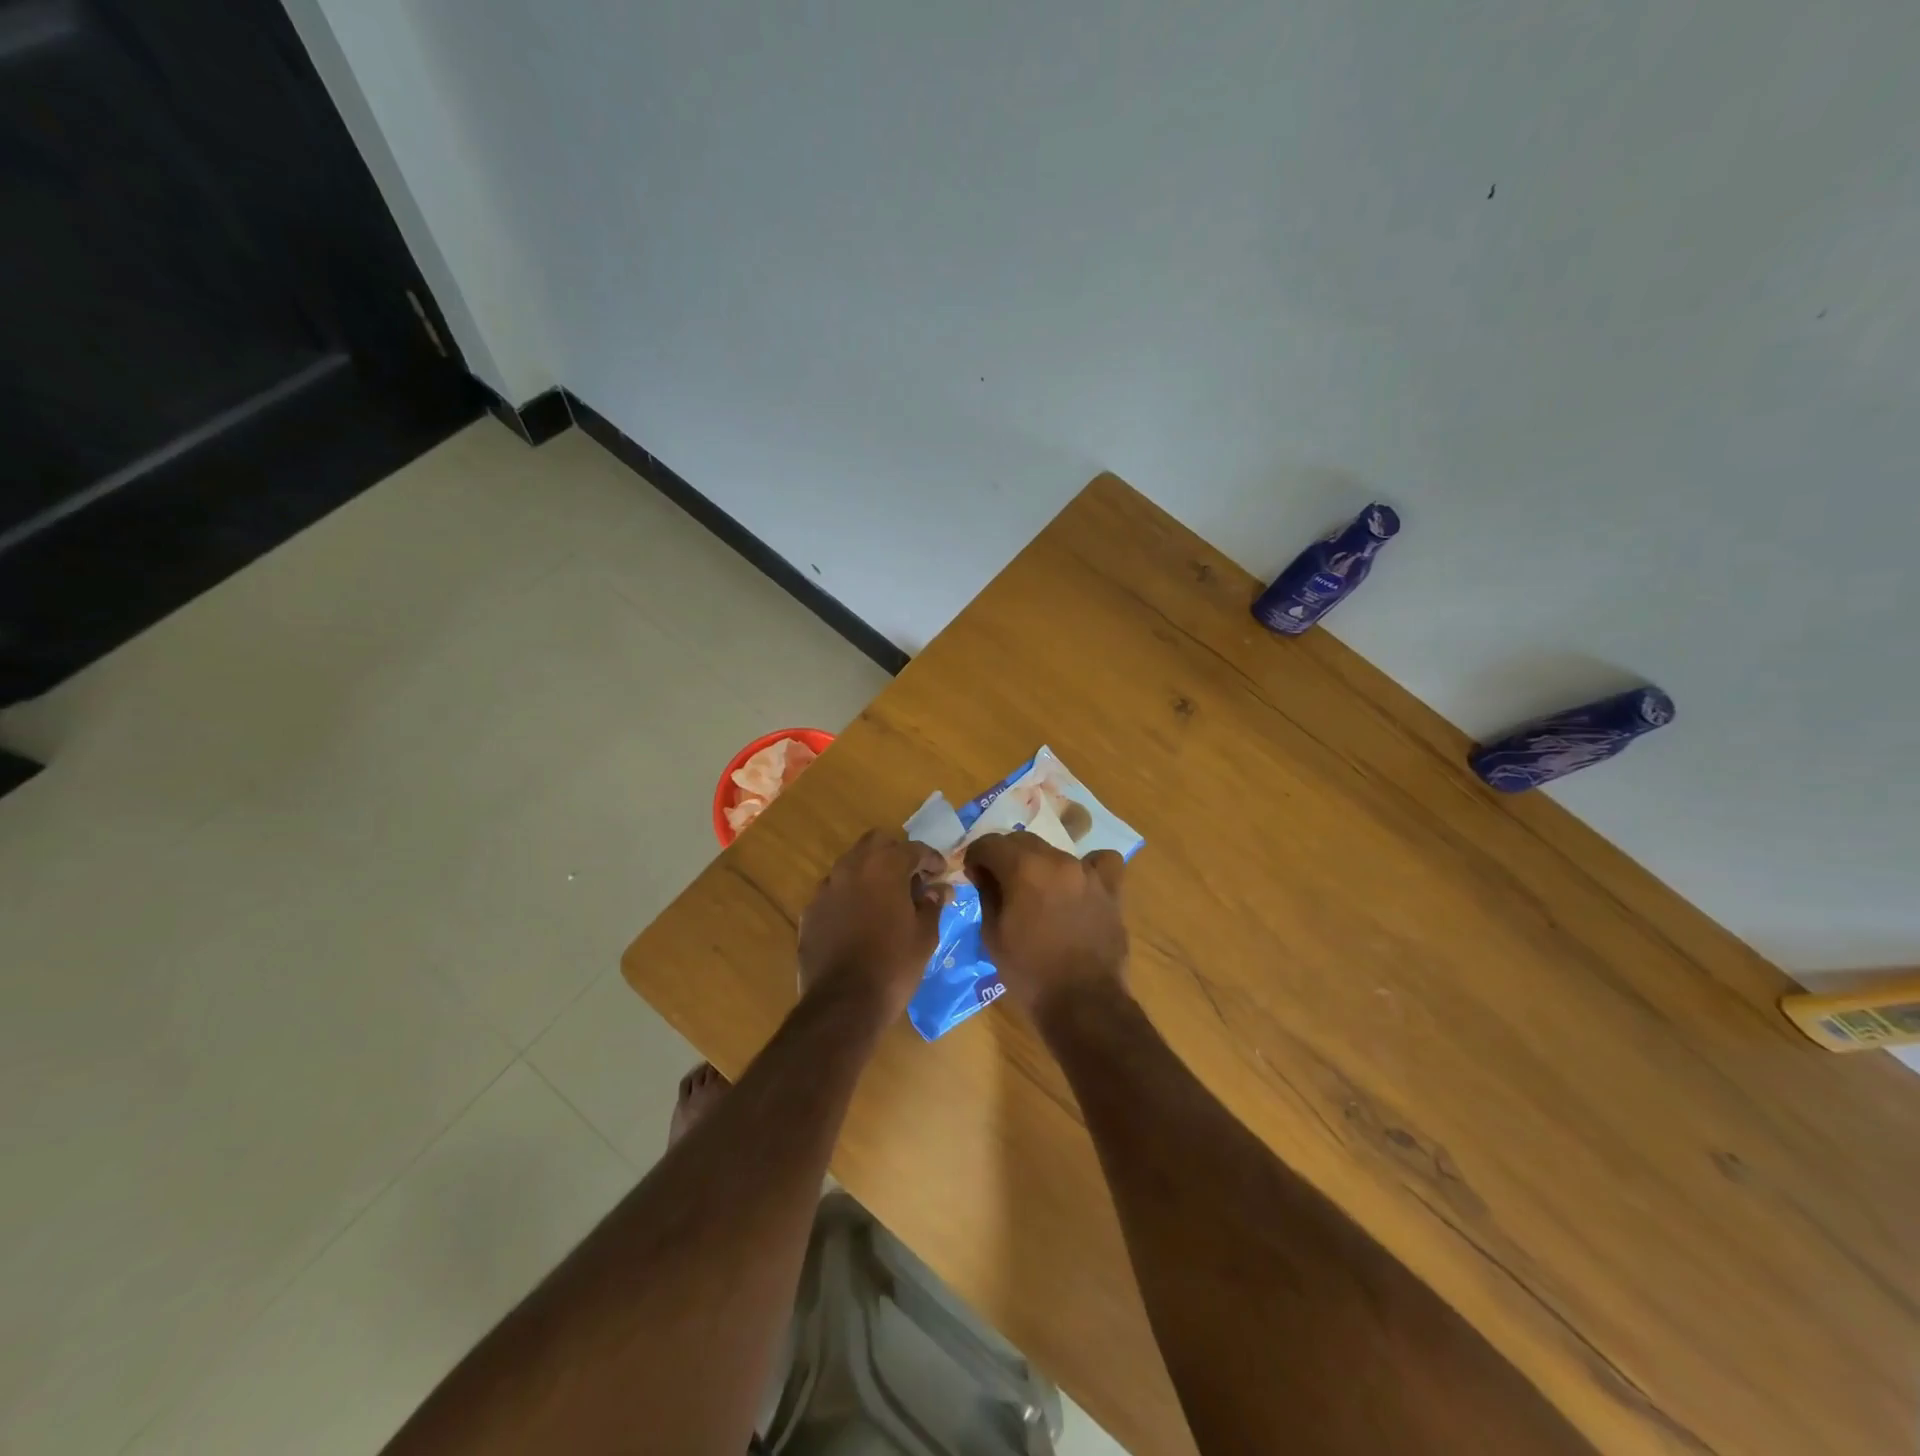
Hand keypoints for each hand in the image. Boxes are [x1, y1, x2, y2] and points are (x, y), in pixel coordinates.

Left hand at [798, 831, 949, 1021]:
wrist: (843, 1003)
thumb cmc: (893, 965)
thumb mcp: (925, 936)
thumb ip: (932, 905)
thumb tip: (939, 890)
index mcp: (885, 867)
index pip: (913, 849)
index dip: (931, 859)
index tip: (941, 873)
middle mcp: (852, 867)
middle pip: (877, 843)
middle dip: (896, 853)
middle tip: (911, 878)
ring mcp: (826, 888)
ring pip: (852, 864)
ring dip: (871, 872)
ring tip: (886, 898)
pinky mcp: (810, 910)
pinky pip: (835, 891)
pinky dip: (850, 895)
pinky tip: (860, 919)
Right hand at [962, 831, 1128, 1024]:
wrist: (1082, 1002)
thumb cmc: (1029, 972)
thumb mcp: (992, 935)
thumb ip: (987, 894)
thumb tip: (983, 873)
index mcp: (1023, 868)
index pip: (990, 844)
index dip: (976, 856)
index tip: (972, 874)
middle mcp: (1056, 860)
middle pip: (1022, 841)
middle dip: (1005, 856)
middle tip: (998, 881)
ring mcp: (1087, 872)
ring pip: (1055, 851)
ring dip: (1039, 863)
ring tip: (1036, 889)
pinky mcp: (1110, 889)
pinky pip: (1100, 863)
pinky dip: (1088, 867)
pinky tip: (1079, 884)